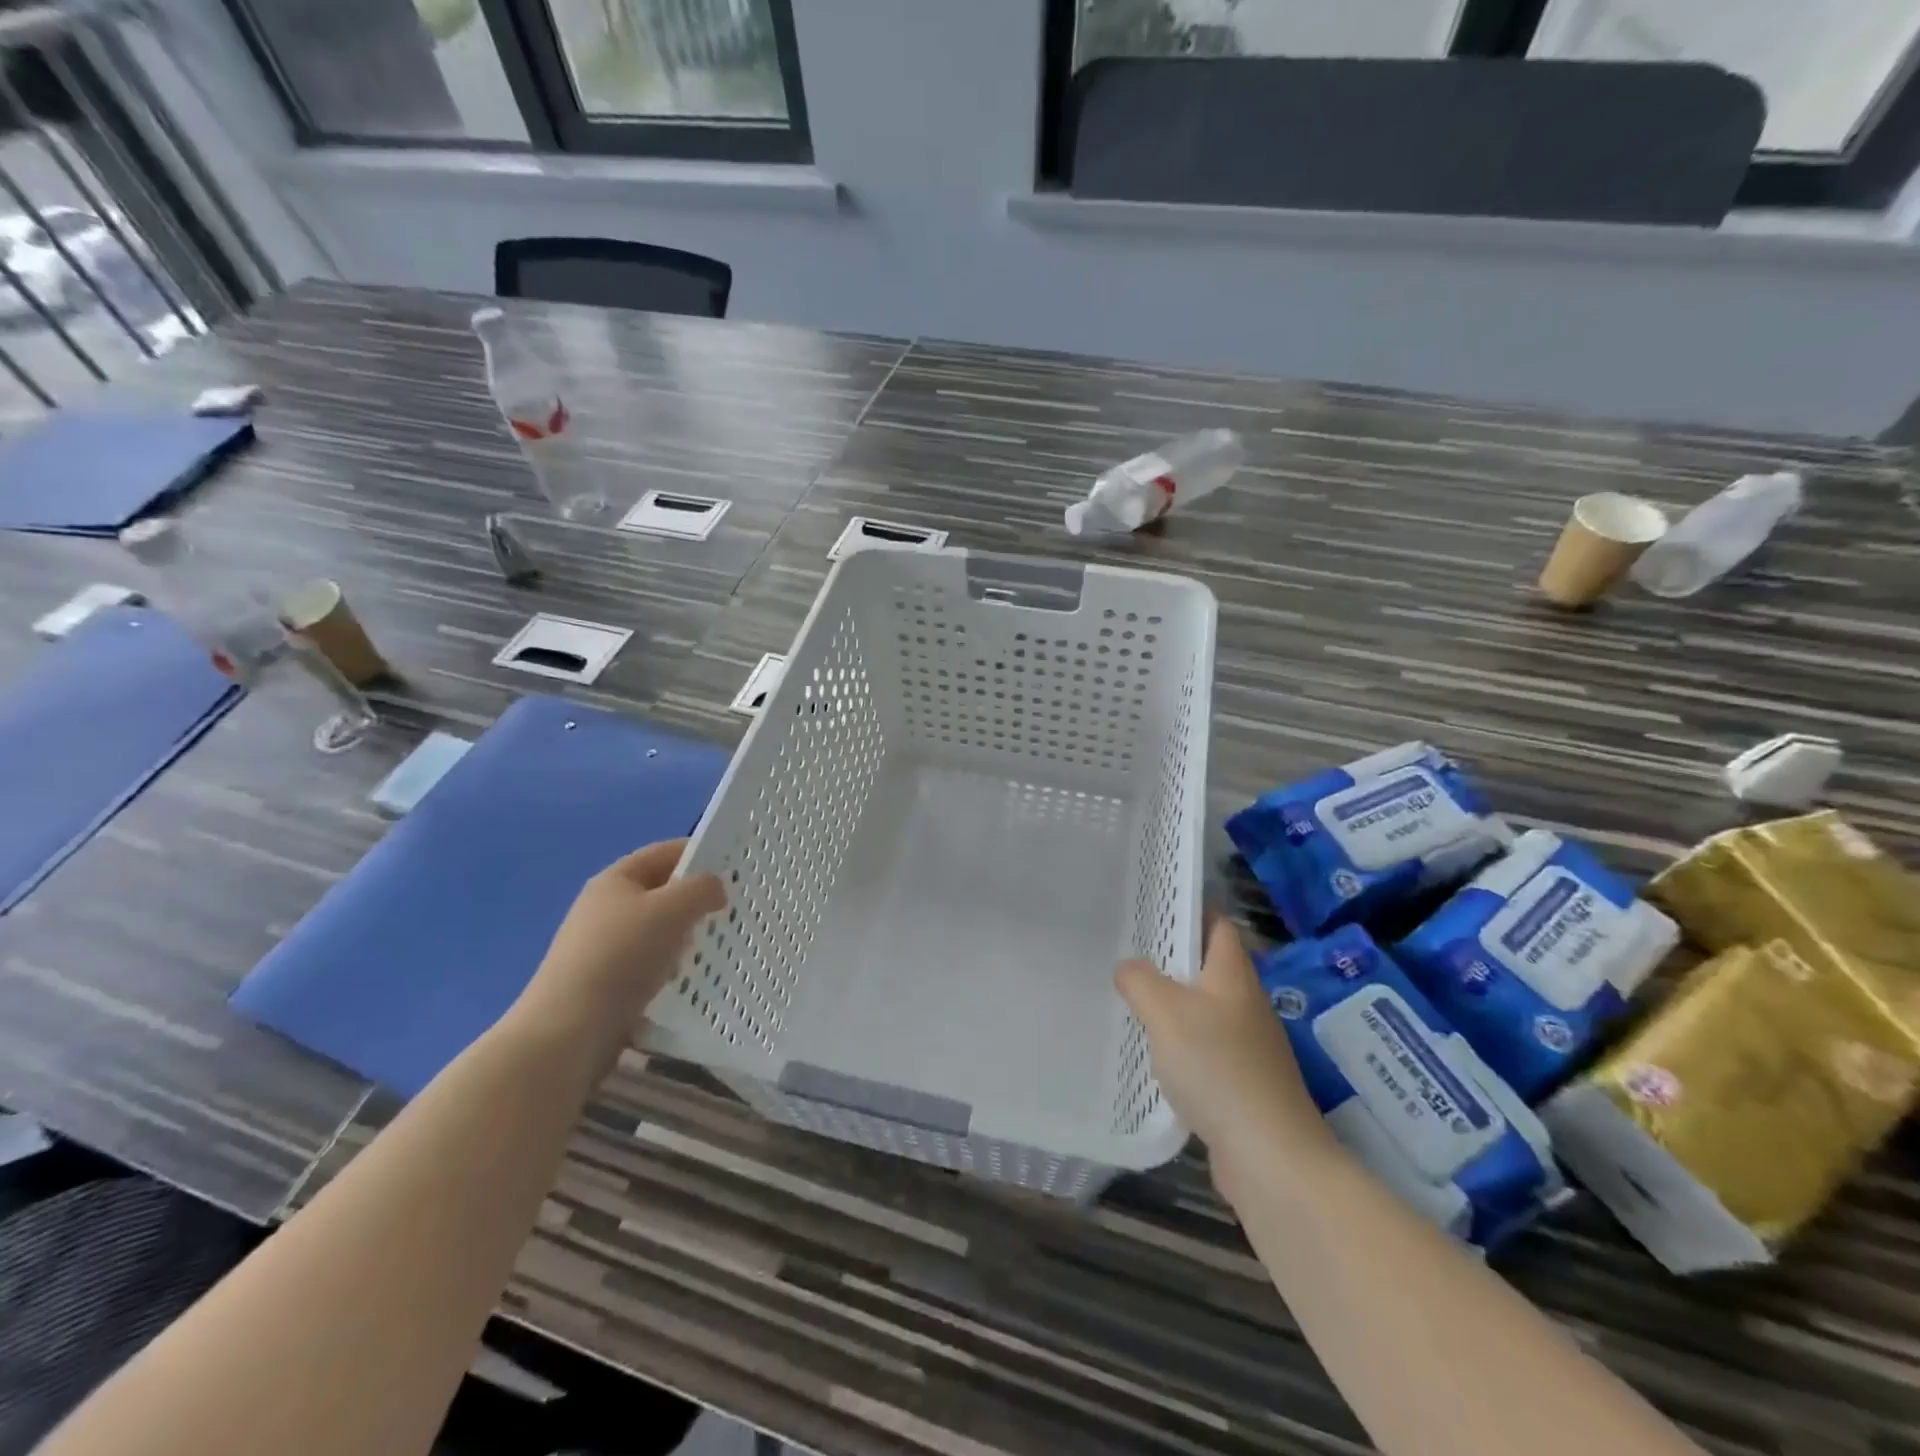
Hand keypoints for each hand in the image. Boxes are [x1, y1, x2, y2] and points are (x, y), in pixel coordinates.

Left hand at [513, 839, 725, 1069]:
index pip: (664, 852)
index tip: (734, 867)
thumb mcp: (672, 909)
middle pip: (660, 891)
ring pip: (656, 929)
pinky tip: (686, 978)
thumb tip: (714, 889)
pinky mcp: (605, 981)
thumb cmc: (622, 955)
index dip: (699, 852)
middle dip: (695, 897)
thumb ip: (702, 888)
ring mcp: (602, 946)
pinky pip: (648, 962)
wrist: (570, 1029)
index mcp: (615, 879)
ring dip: (684, 935)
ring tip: (716, 946)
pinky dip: (670, 965)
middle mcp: (605, 907)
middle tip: (732, 908)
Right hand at [1116, 921, 1335, 1201]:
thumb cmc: (1218, 1067)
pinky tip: (1151, 1055)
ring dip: (1172, 1003)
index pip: (1217, 924)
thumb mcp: (1165, 1012)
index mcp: (1233, 974)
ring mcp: (1248, 1045)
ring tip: (1129, 998)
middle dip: (1170, 957)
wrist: (1271, 1156)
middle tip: (1125, 949)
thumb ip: (1140, 980)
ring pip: (1204, 1009)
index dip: (1189, 907)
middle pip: (1208, 966)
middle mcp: (1245, 1003)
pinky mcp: (1242, 1083)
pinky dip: (1179, 1044)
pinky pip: (1205, 1048)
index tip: (1151, 903)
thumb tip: (1128, 968)